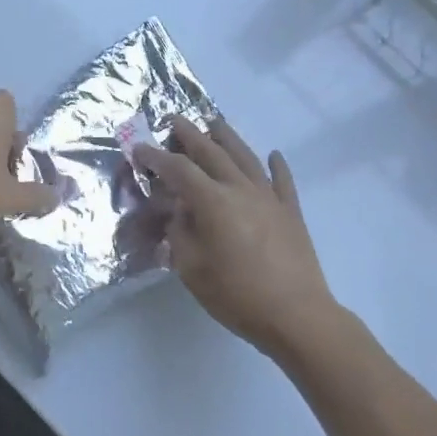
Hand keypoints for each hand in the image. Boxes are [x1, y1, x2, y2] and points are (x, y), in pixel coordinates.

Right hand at [134, 119, 338, 356]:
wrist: (297, 316)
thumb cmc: (237, 295)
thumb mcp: (191, 269)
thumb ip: (180, 233)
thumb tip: (180, 212)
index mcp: (212, 202)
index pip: (178, 170)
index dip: (156, 158)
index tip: (139, 149)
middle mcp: (240, 189)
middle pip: (212, 153)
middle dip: (190, 134)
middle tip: (174, 119)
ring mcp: (270, 198)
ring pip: (246, 157)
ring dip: (228, 137)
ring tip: (215, 122)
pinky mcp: (291, 213)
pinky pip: (283, 181)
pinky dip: (277, 165)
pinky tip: (274, 155)